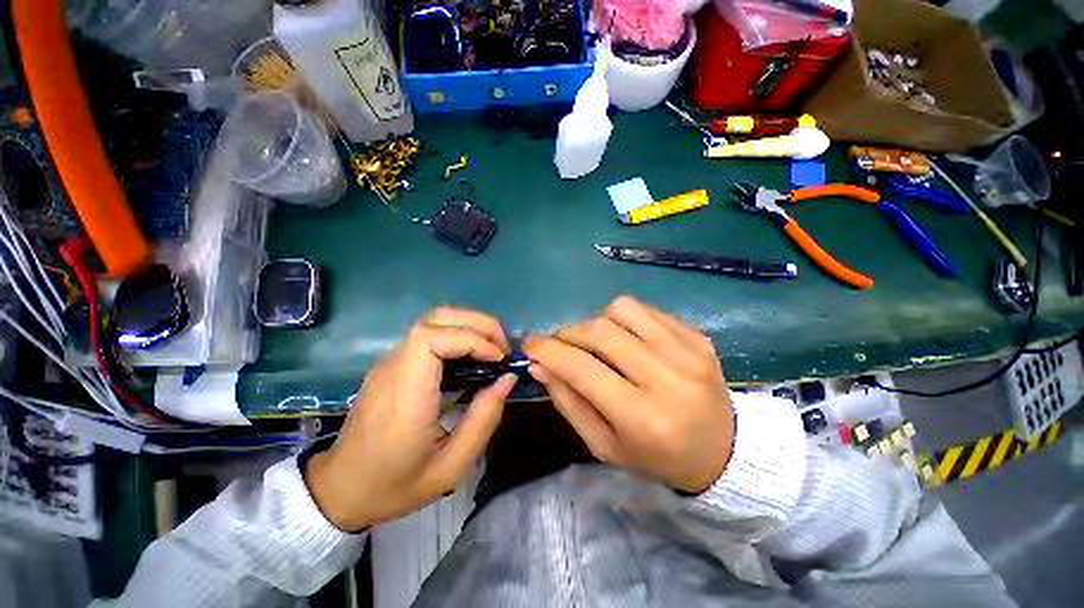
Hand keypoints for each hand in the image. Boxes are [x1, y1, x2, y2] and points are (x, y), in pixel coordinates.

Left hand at [306, 307, 515, 531]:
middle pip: (437, 318)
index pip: (432, 338)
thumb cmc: (395, 484)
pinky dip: (458, 335)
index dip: (471, 338)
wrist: (341, 489)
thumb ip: (483, 419)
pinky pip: (430, 334)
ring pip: (434, 320)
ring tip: (493, 350)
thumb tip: (507, 378)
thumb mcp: (450, 467)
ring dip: (470, 326)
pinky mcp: (394, 363)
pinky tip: (472, 357)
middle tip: (503, 349)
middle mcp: (394, 366)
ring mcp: (391, 361)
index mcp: (405, 393)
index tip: (497, 359)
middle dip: (478, 324)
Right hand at [524, 296, 733, 493]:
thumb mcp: (603, 445)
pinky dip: (625, 320)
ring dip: (599, 322)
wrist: (724, 451)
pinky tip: (629, 340)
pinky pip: (646, 310)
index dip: (549, 351)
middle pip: (600, 331)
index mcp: (642, 417)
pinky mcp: (698, 336)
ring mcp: (688, 351)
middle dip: (569, 333)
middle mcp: (667, 378)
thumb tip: (540, 365)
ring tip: (600, 343)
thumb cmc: (655, 456)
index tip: (530, 345)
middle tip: (563, 345)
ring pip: (622, 308)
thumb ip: (568, 402)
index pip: (582, 369)